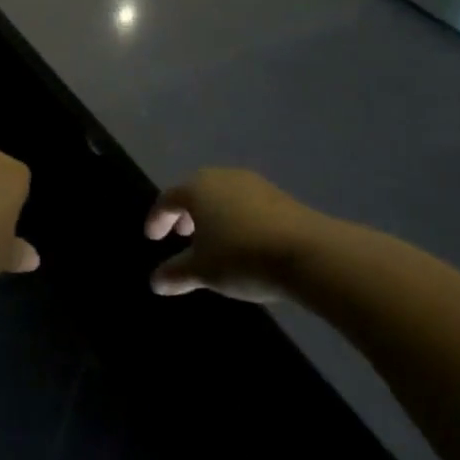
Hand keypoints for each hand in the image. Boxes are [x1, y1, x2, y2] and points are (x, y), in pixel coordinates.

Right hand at [145, 168, 320, 302]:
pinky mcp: (279, 197)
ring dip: (212, 216)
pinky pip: (245, 203)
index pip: (168, 198)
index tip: (152, 237)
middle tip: (181, 235)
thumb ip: (176, 273)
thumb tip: (155, 282)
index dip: (157, 218)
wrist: (307, 252)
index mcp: (197, 188)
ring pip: (222, 196)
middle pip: (196, 191)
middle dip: (186, 213)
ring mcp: (253, 184)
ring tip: (213, 241)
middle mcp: (222, 177)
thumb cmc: (241, 256)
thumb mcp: (203, 271)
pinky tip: (243, 242)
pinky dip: (235, 218)